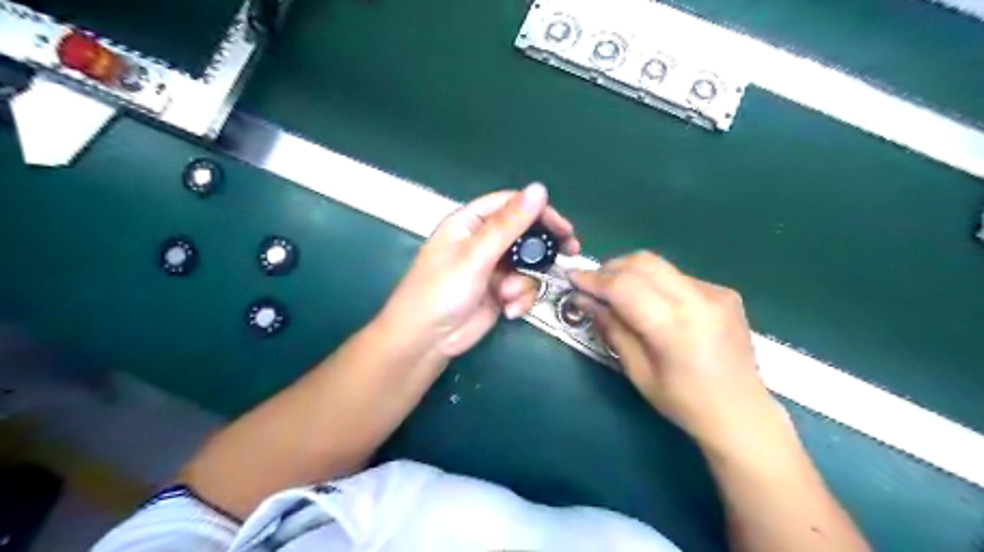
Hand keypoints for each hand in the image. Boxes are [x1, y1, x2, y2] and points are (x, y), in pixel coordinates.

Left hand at [380, 184, 577, 358]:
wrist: (426, 341)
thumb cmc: (442, 291)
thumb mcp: (476, 255)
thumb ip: (509, 224)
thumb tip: (539, 189)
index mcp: (470, 223)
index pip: (511, 205)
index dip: (539, 211)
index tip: (564, 227)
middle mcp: (482, 241)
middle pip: (524, 234)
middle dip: (543, 248)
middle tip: (569, 252)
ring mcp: (492, 268)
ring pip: (527, 265)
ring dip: (524, 282)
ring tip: (507, 295)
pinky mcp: (498, 292)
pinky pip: (522, 288)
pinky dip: (520, 299)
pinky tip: (508, 311)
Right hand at [570, 253, 785, 453]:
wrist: (743, 414)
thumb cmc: (684, 403)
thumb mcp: (639, 372)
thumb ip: (612, 329)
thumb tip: (585, 300)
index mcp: (675, 327)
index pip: (625, 286)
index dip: (593, 279)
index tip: (571, 277)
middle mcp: (698, 300)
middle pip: (643, 263)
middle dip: (610, 268)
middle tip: (592, 284)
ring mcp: (715, 292)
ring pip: (660, 265)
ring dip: (630, 272)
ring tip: (616, 292)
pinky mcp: (724, 293)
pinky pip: (678, 277)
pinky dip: (654, 282)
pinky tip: (651, 303)